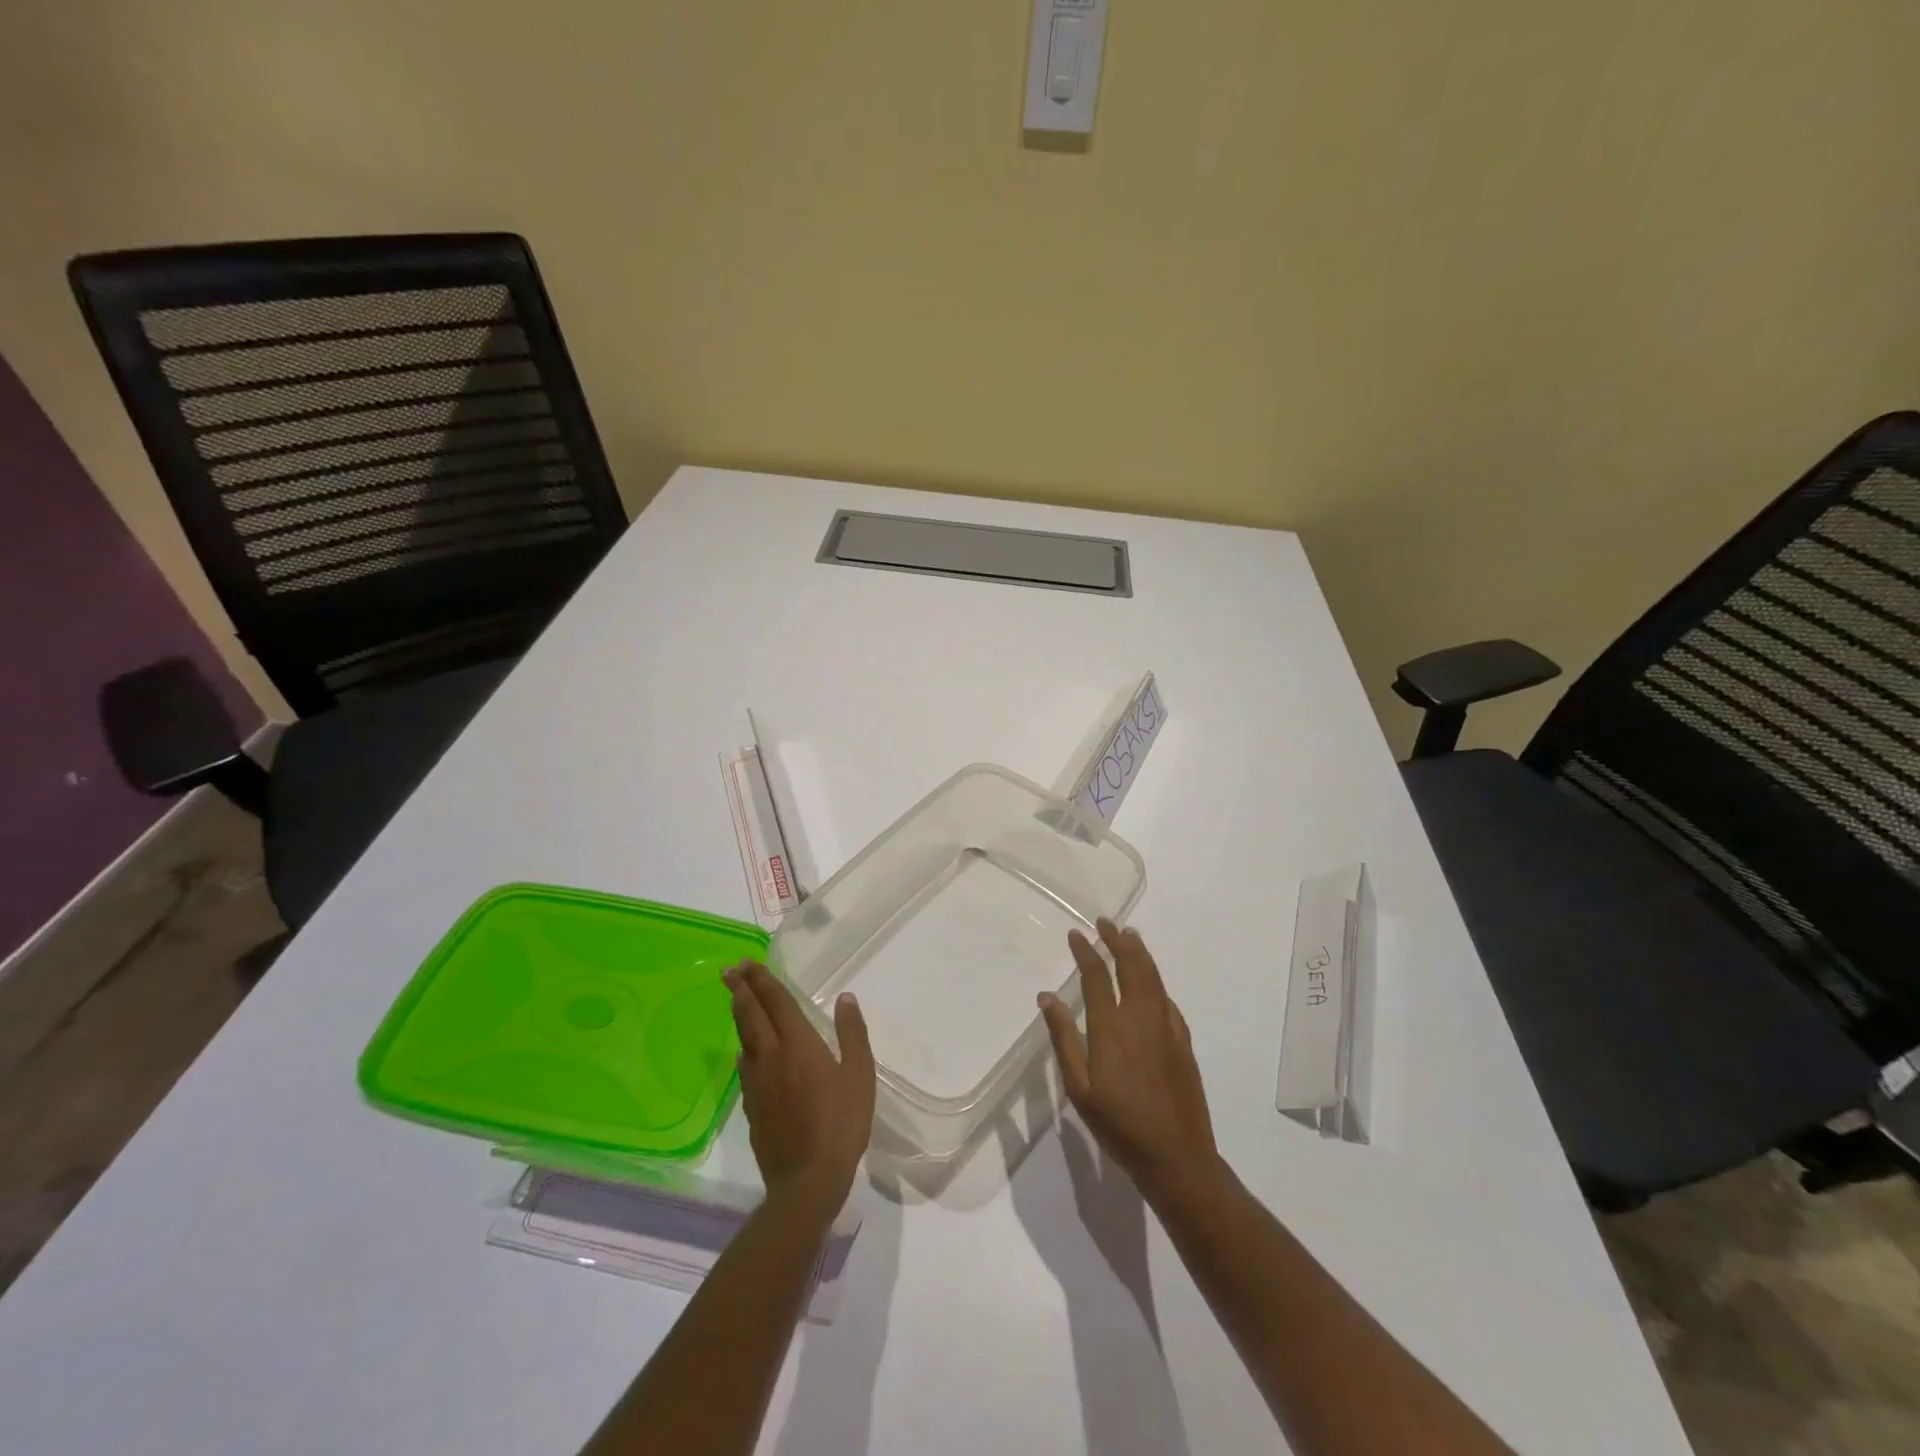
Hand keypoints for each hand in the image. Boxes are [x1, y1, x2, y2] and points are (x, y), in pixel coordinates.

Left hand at [725, 962, 875, 1220]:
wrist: (807, 1180)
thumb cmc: (841, 1123)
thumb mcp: (860, 1074)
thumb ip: (852, 1033)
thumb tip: (845, 998)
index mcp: (798, 1044)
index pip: (776, 1002)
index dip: (761, 980)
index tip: (746, 963)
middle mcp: (771, 1056)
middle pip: (751, 1016)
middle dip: (740, 990)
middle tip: (729, 971)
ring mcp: (757, 1083)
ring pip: (744, 1040)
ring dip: (739, 1016)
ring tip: (735, 1001)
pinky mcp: (751, 1107)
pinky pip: (744, 1068)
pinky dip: (743, 1050)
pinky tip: (745, 1053)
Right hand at [1038, 920, 1218, 1199]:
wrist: (1176, 1156)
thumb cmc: (1118, 1125)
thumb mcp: (1079, 1088)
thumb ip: (1063, 1038)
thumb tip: (1047, 997)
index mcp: (1111, 1027)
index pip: (1097, 976)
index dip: (1086, 951)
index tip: (1076, 934)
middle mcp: (1141, 1018)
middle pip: (1132, 966)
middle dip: (1117, 940)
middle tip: (1106, 923)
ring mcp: (1166, 1027)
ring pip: (1153, 977)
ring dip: (1140, 952)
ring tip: (1129, 936)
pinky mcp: (1182, 1040)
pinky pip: (1167, 998)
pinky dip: (1155, 979)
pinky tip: (1151, 980)